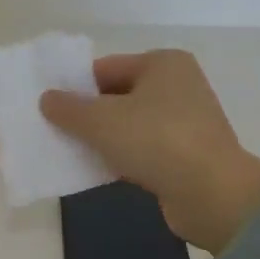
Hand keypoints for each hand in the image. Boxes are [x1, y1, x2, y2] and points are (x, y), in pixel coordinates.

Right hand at [40, 49, 259, 252]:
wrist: (212, 194)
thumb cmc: (156, 141)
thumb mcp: (101, 120)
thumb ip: (68, 108)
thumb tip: (46, 99)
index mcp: (163, 63)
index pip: (105, 68)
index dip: (75, 87)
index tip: (50, 109)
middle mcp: (178, 86)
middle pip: (117, 95)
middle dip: (87, 114)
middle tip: (55, 131)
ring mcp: (185, 121)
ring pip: (129, 124)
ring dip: (103, 138)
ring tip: (71, 152)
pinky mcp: (186, 154)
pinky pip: (143, 148)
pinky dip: (121, 156)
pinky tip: (98, 170)